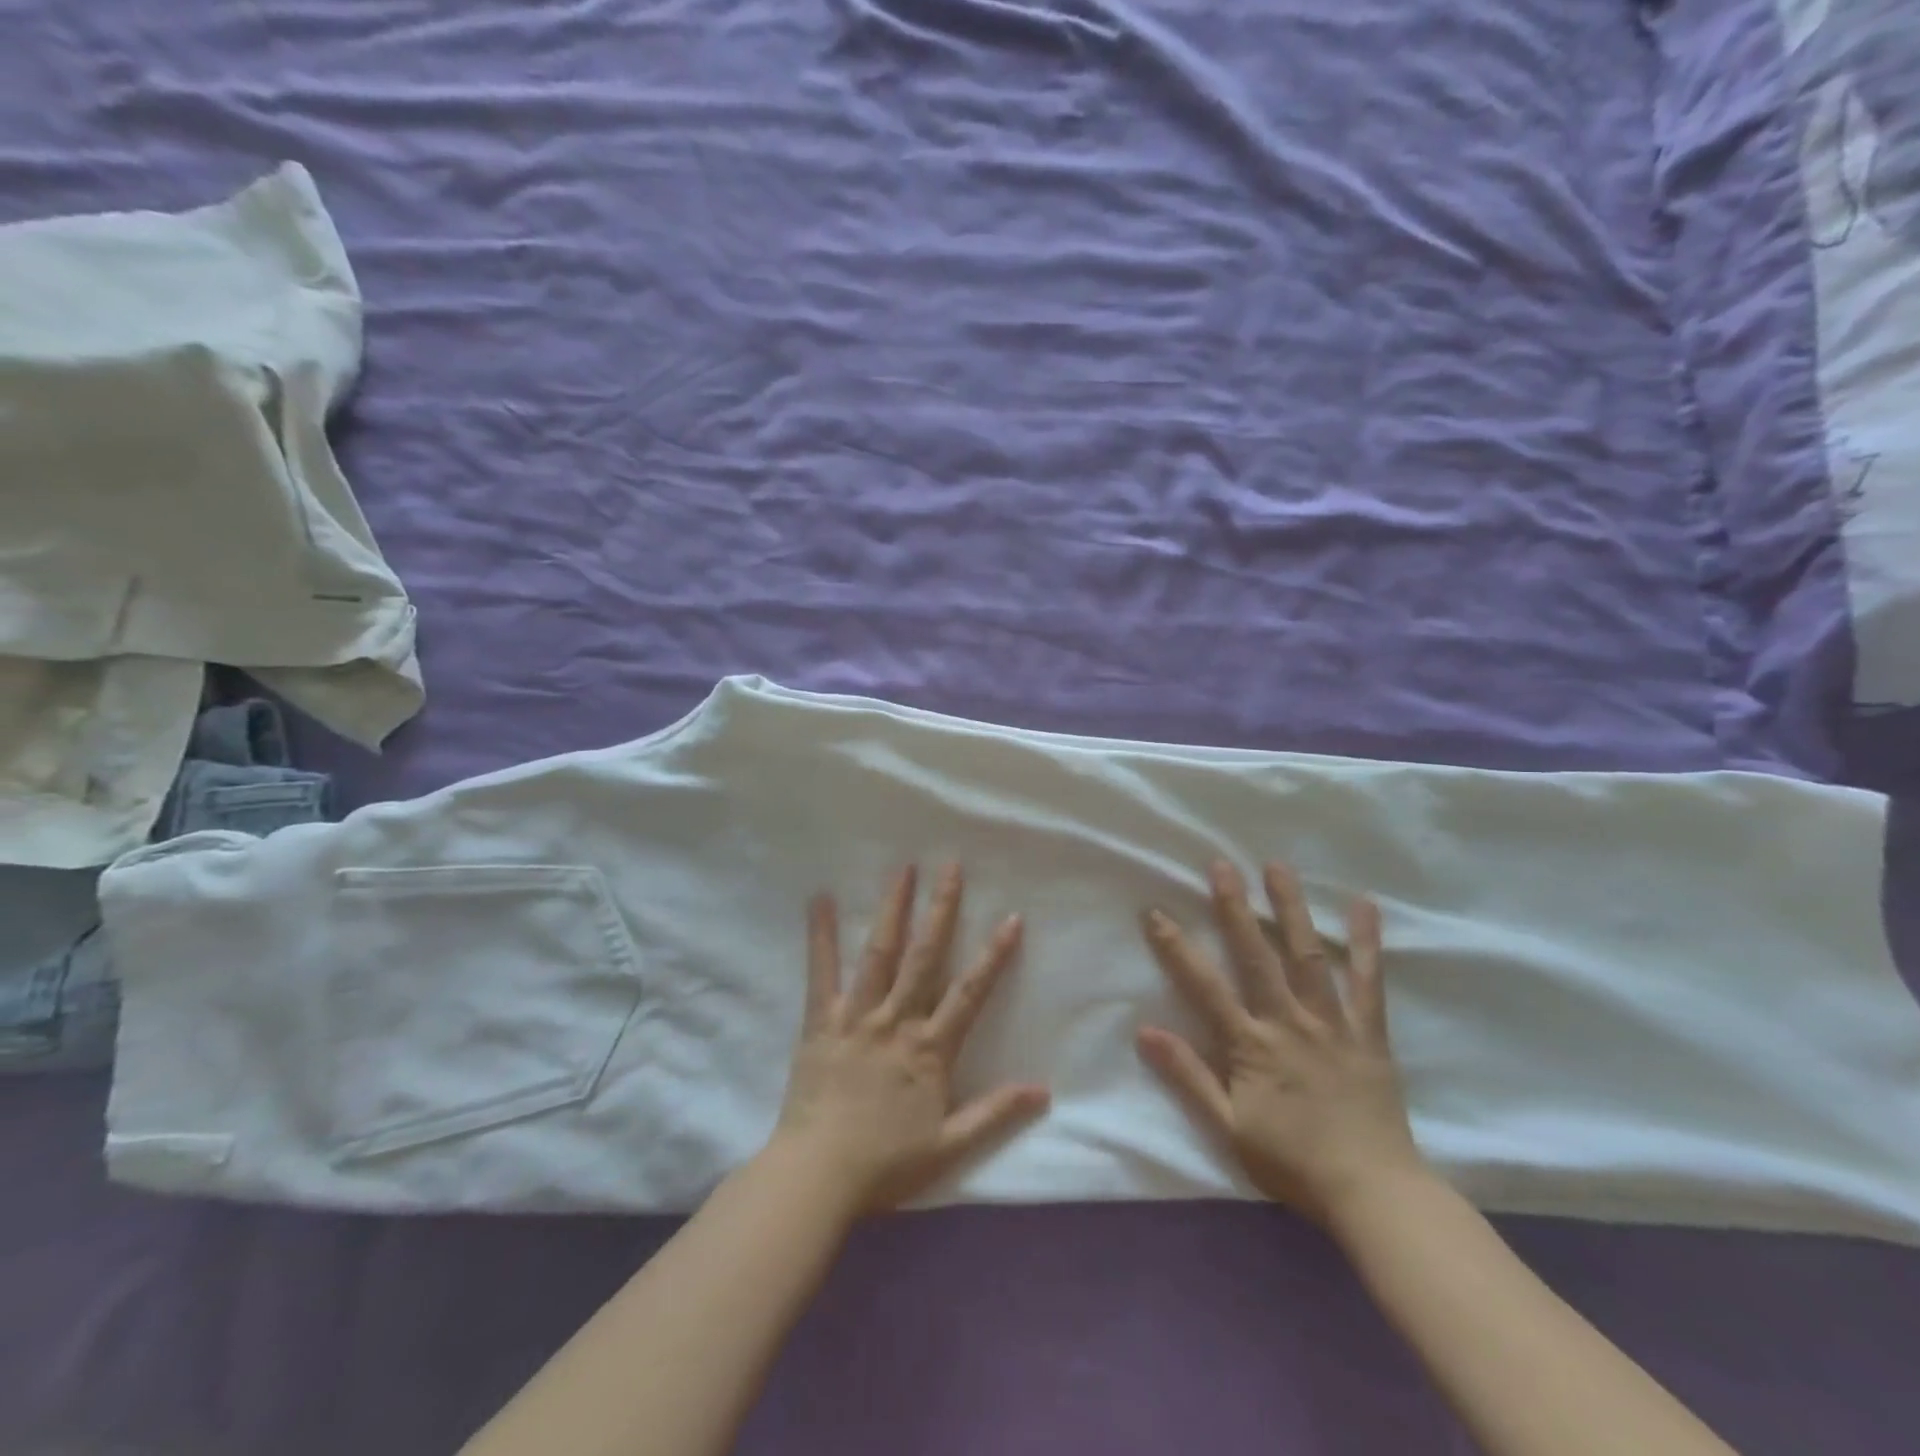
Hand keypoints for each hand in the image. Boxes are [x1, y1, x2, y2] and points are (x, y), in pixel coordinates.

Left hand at [772, 863, 1050, 1214]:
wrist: (818, 1175)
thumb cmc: (886, 1163)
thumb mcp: (950, 1145)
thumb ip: (996, 1112)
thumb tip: (1044, 1090)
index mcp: (930, 1048)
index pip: (970, 992)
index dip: (994, 955)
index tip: (1011, 917)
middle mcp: (897, 1020)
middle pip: (924, 955)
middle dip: (941, 909)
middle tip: (951, 866)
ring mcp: (857, 1015)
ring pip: (880, 952)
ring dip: (893, 907)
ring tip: (904, 869)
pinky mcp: (821, 1020)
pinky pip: (821, 971)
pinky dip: (821, 934)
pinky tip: (821, 899)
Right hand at [1136, 858, 1427, 1224]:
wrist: (1373, 1193)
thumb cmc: (1293, 1162)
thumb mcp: (1228, 1127)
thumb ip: (1188, 1075)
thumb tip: (1144, 1031)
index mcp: (1251, 1044)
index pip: (1204, 985)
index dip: (1176, 947)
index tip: (1154, 911)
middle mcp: (1288, 1021)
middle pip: (1256, 955)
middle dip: (1235, 907)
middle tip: (1220, 864)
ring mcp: (1331, 1022)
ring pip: (1307, 955)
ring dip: (1291, 908)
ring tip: (1278, 866)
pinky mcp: (1368, 1031)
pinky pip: (1368, 981)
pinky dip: (1366, 942)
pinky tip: (1364, 905)